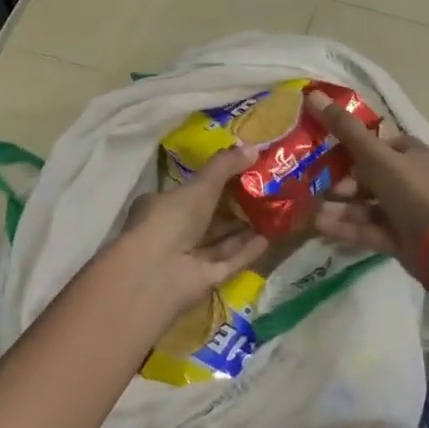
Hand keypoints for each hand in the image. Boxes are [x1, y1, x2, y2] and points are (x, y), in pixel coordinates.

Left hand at [112, 146, 268, 314]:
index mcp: (161, 206)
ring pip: (219, 241)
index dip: (214, 183)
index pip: (189, 192)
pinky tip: (267, 239)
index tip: (242, 173)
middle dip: (232, 207)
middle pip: (206, 218)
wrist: (156, 273)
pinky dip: (246, 251)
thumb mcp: (199, 186)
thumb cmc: (170, 219)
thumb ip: (225, 167)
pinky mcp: (203, 280)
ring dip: (242, 229)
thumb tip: (254, 148)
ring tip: (271, 214)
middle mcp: (172, 232)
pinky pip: (228, 261)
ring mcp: (187, 258)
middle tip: (263, 193)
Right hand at [307, 92, 428, 269]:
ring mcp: (405, 211)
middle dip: (341, 181)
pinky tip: (319, 226)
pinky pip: (367, 228)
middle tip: (316, 185)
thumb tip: (314, 94)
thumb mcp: (375, 156)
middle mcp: (410, 180)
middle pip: (369, 176)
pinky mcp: (398, 238)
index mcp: (412, 154)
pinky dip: (345, 226)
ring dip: (339, 206)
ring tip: (312, 210)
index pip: (378, 143)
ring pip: (365, 205)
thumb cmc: (412, 192)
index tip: (323, 149)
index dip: (351, 145)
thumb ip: (344, 129)